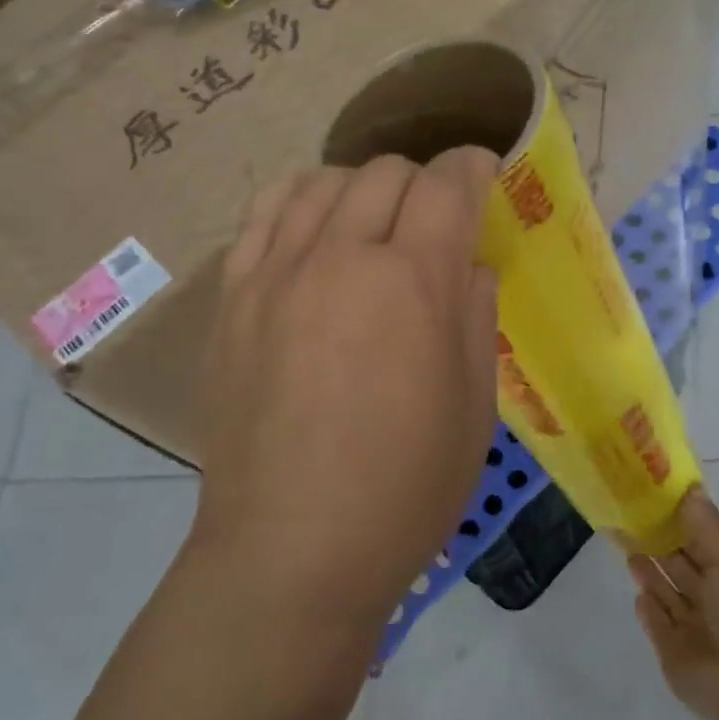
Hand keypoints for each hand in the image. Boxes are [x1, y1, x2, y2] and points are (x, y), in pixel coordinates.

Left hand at [194, 150, 499, 632]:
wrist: (292, 551)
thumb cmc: (404, 490)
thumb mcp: (474, 408)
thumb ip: (474, 315)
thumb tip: (467, 264)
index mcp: (411, 282)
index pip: (446, 185)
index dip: (473, 168)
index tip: (485, 175)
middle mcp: (339, 258)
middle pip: (384, 173)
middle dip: (423, 181)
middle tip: (436, 220)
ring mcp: (275, 274)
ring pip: (321, 182)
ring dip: (361, 187)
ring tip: (373, 223)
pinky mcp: (233, 299)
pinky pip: (263, 216)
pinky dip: (299, 203)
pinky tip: (314, 230)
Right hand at [628, 487, 718, 719]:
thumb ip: (706, 526)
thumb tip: (691, 487)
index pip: (699, 540)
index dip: (677, 518)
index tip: (650, 495)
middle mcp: (711, 599)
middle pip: (678, 565)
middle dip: (655, 542)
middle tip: (626, 516)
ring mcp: (692, 628)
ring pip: (664, 592)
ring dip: (647, 572)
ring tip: (624, 544)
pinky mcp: (673, 653)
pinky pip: (656, 625)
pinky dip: (648, 609)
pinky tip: (637, 594)